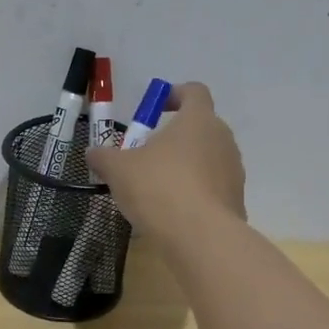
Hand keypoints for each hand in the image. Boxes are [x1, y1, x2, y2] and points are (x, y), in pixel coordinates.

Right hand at [85, 81, 245, 239]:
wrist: (200, 237)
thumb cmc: (158, 188)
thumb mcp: (118, 170)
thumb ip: (103, 157)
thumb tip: (92, 152)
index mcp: (198, 120)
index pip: (194, 92)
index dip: (174, 95)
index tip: (155, 110)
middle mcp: (222, 139)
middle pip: (200, 127)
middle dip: (174, 137)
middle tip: (146, 155)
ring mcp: (233, 171)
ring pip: (207, 159)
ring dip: (185, 166)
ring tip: (157, 188)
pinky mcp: (236, 200)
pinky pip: (212, 188)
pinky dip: (194, 193)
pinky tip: (171, 213)